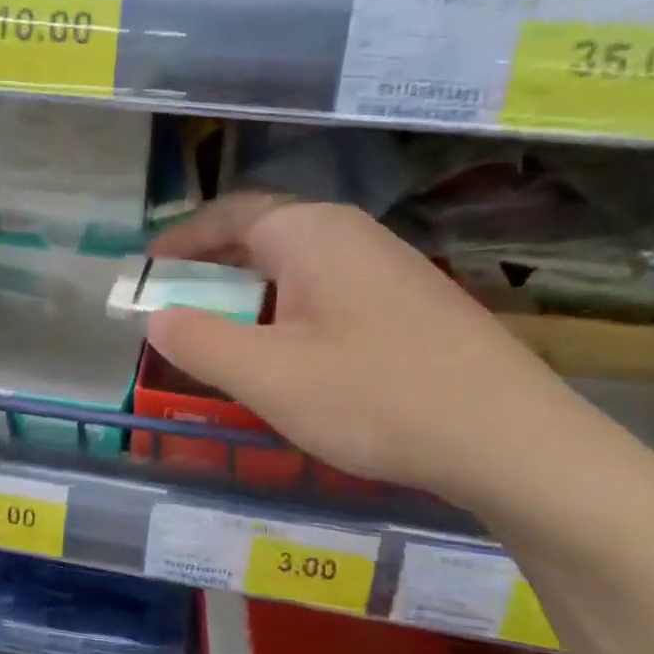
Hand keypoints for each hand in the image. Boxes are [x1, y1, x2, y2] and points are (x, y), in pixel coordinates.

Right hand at [146, 194, 583, 507]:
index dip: (182, 241)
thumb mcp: (265, 374)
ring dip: (253, 292)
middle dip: (214, 266)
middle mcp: (351, 234)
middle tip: (178, 302)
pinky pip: (330, 292)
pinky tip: (293, 355)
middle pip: (265, 235)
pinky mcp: (412, 304)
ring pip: (300, 267)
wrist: (506, 438)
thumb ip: (198, 341)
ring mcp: (390, 267)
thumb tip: (157, 316)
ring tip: (227, 332)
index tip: (147, 269)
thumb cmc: (371, 396)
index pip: (229, 215)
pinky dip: (290, 311)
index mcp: (310, 233)